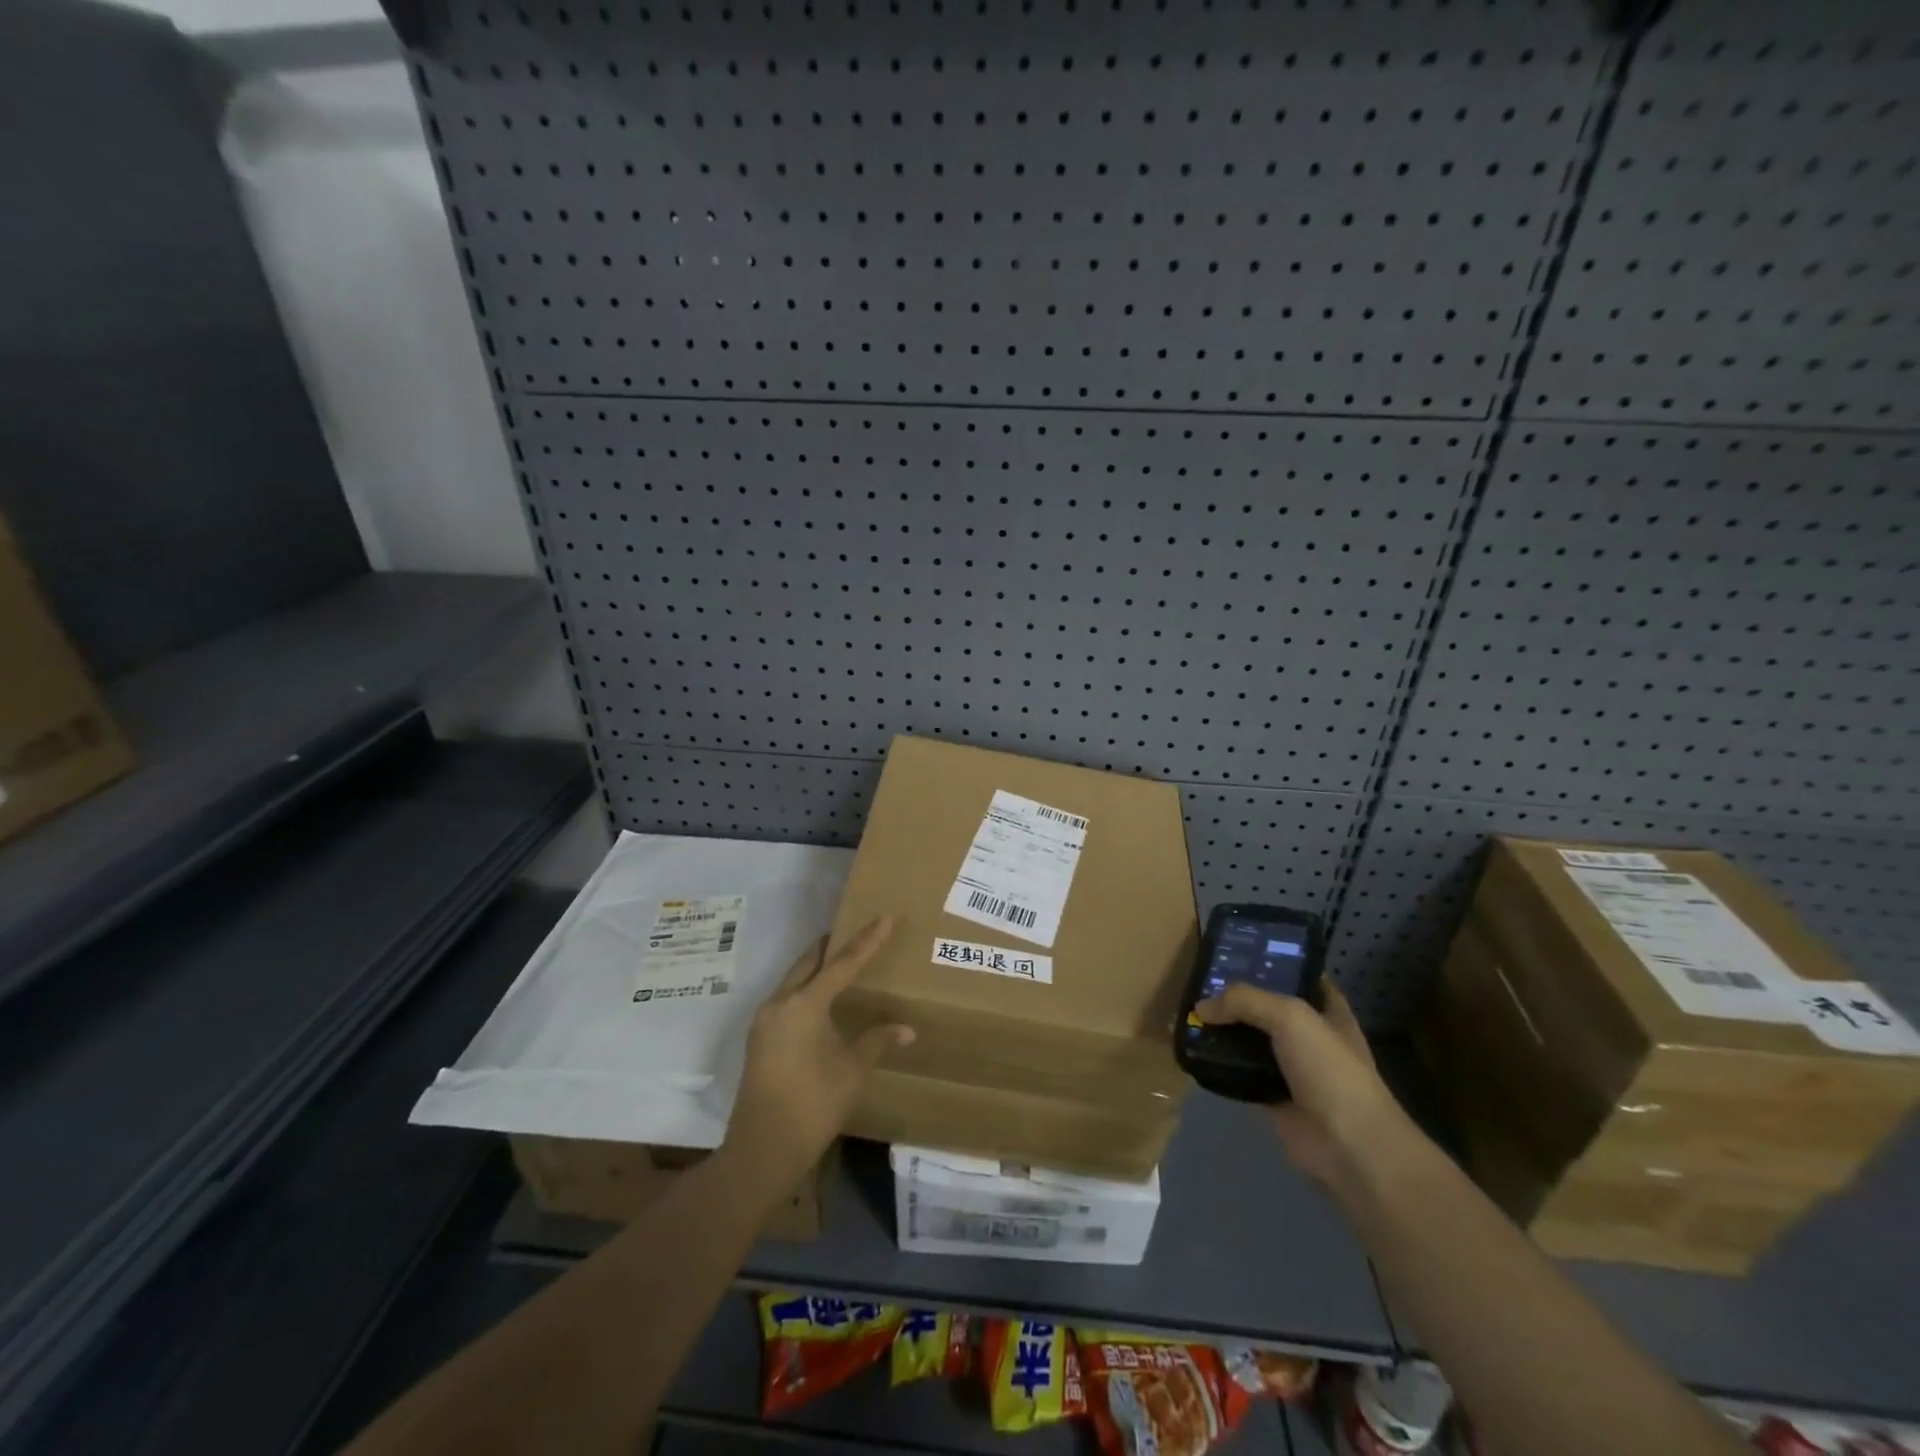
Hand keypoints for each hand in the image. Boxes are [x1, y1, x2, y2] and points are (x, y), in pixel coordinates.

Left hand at [723, 918, 912, 1181]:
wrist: (762, 1150)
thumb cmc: (813, 1105)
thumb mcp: (853, 1071)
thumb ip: (877, 1041)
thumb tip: (907, 1029)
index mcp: (805, 1004)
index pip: (842, 963)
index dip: (867, 941)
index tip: (884, 918)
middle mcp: (780, 1002)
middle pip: (810, 962)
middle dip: (834, 945)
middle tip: (859, 931)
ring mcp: (765, 1020)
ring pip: (794, 978)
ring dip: (817, 966)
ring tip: (843, 960)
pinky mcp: (760, 1037)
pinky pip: (786, 997)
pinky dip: (806, 986)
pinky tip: (822, 997)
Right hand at [1192, 980, 1415, 1196]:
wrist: (1348, 1145)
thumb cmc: (1330, 1069)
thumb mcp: (1290, 1016)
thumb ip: (1245, 1001)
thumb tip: (1202, 1006)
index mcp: (1328, 1011)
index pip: (1300, 977)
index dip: (1274, 963)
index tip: (1239, 952)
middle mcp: (1311, 1036)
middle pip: (1269, 1008)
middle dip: (1239, 996)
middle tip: (1200, 980)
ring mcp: (1292, 1069)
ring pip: (1251, 1040)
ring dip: (1225, 1031)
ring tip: (1190, 1012)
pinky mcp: (1272, 1097)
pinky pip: (1240, 1072)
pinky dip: (1220, 1064)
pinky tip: (1194, 1050)